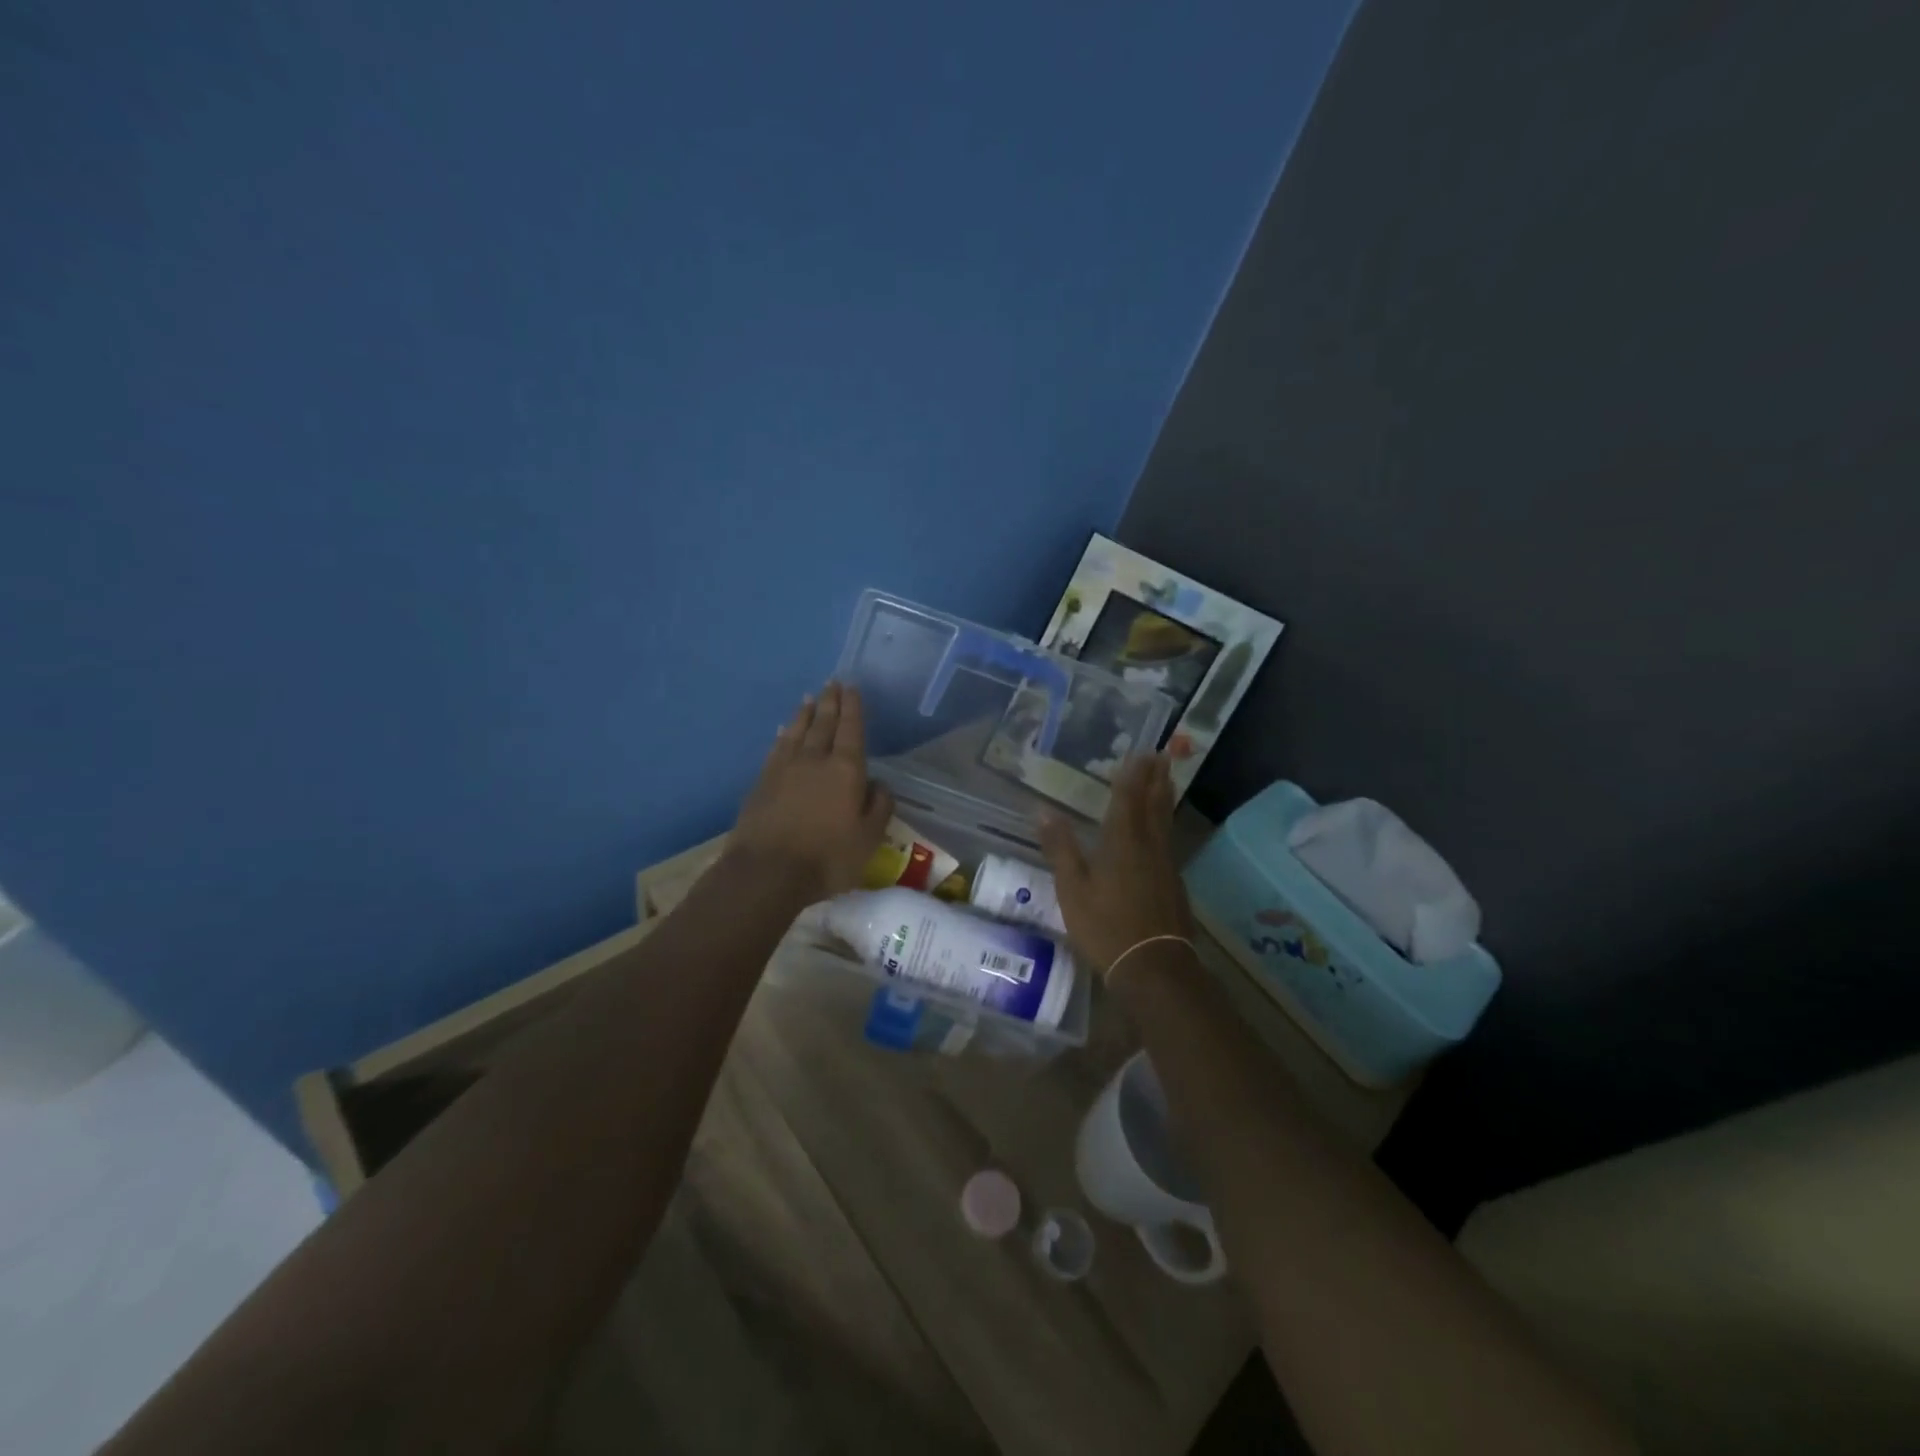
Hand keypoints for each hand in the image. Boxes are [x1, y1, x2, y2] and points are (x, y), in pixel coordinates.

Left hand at [731, 682, 893, 903]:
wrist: (767, 872)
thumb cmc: (827, 858)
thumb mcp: (869, 839)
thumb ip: (879, 807)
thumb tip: (879, 784)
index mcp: (846, 770)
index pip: (852, 729)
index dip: (853, 707)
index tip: (852, 687)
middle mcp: (815, 759)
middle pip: (824, 723)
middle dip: (831, 702)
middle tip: (833, 683)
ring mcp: (784, 768)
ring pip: (797, 731)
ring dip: (806, 713)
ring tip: (811, 698)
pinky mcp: (762, 781)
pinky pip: (777, 747)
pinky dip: (783, 734)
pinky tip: (784, 729)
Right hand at [1039, 753, 1192, 977]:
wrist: (1154, 967)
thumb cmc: (1106, 926)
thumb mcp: (1072, 889)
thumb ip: (1060, 848)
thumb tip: (1042, 810)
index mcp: (1122, 843)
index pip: (1128, 799)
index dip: (1133, 776)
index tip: (1140, 752)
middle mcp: (1148, 847)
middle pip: (1154, 805)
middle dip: (1156, 779)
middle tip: (1162, 756)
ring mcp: (1166, 866)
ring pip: (1165, 823)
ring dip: (1164, 798)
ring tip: (1167, 780)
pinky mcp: (1174, 885)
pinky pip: (1168, 842)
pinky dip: (1166, 825)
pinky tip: (1163, 832)